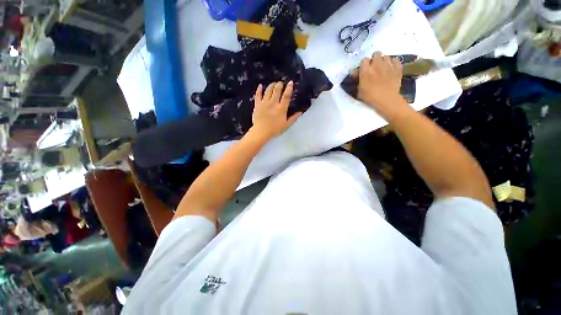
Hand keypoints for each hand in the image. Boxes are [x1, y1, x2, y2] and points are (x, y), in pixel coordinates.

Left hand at [251, 81, 301, 139]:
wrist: (261, 132)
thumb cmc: (275, 129)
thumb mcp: (286, 125)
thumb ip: (293, 118)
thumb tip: (300, 112)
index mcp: (281, 108)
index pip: (286, 96)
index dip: (289, 88)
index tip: (290, 82)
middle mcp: (273, 103)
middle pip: (277, 90)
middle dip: (279, 84)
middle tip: (281, 83)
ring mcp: (264, 103)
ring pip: (268, 90)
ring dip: (271, 85)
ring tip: (273, 84)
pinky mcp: (257, 104)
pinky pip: (258, 95)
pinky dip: (259, 89)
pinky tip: (260, 85)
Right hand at [358, 53, 403, 110]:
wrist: (386, 100)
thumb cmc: (370, 97)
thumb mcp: (360, 90)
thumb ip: (358, 79)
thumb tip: (354, 72)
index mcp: (366, 70)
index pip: (364, 60)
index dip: (364, 64)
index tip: (364, 69)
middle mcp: (377, 64)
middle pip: (376, 54)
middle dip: (375, 59)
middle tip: (374, 67)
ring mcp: (388, 65)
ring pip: (386, 56)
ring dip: (384, 60)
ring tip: (383, 67)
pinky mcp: (398, 68)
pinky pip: (396, 60)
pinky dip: (393, 62)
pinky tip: (391, 68)